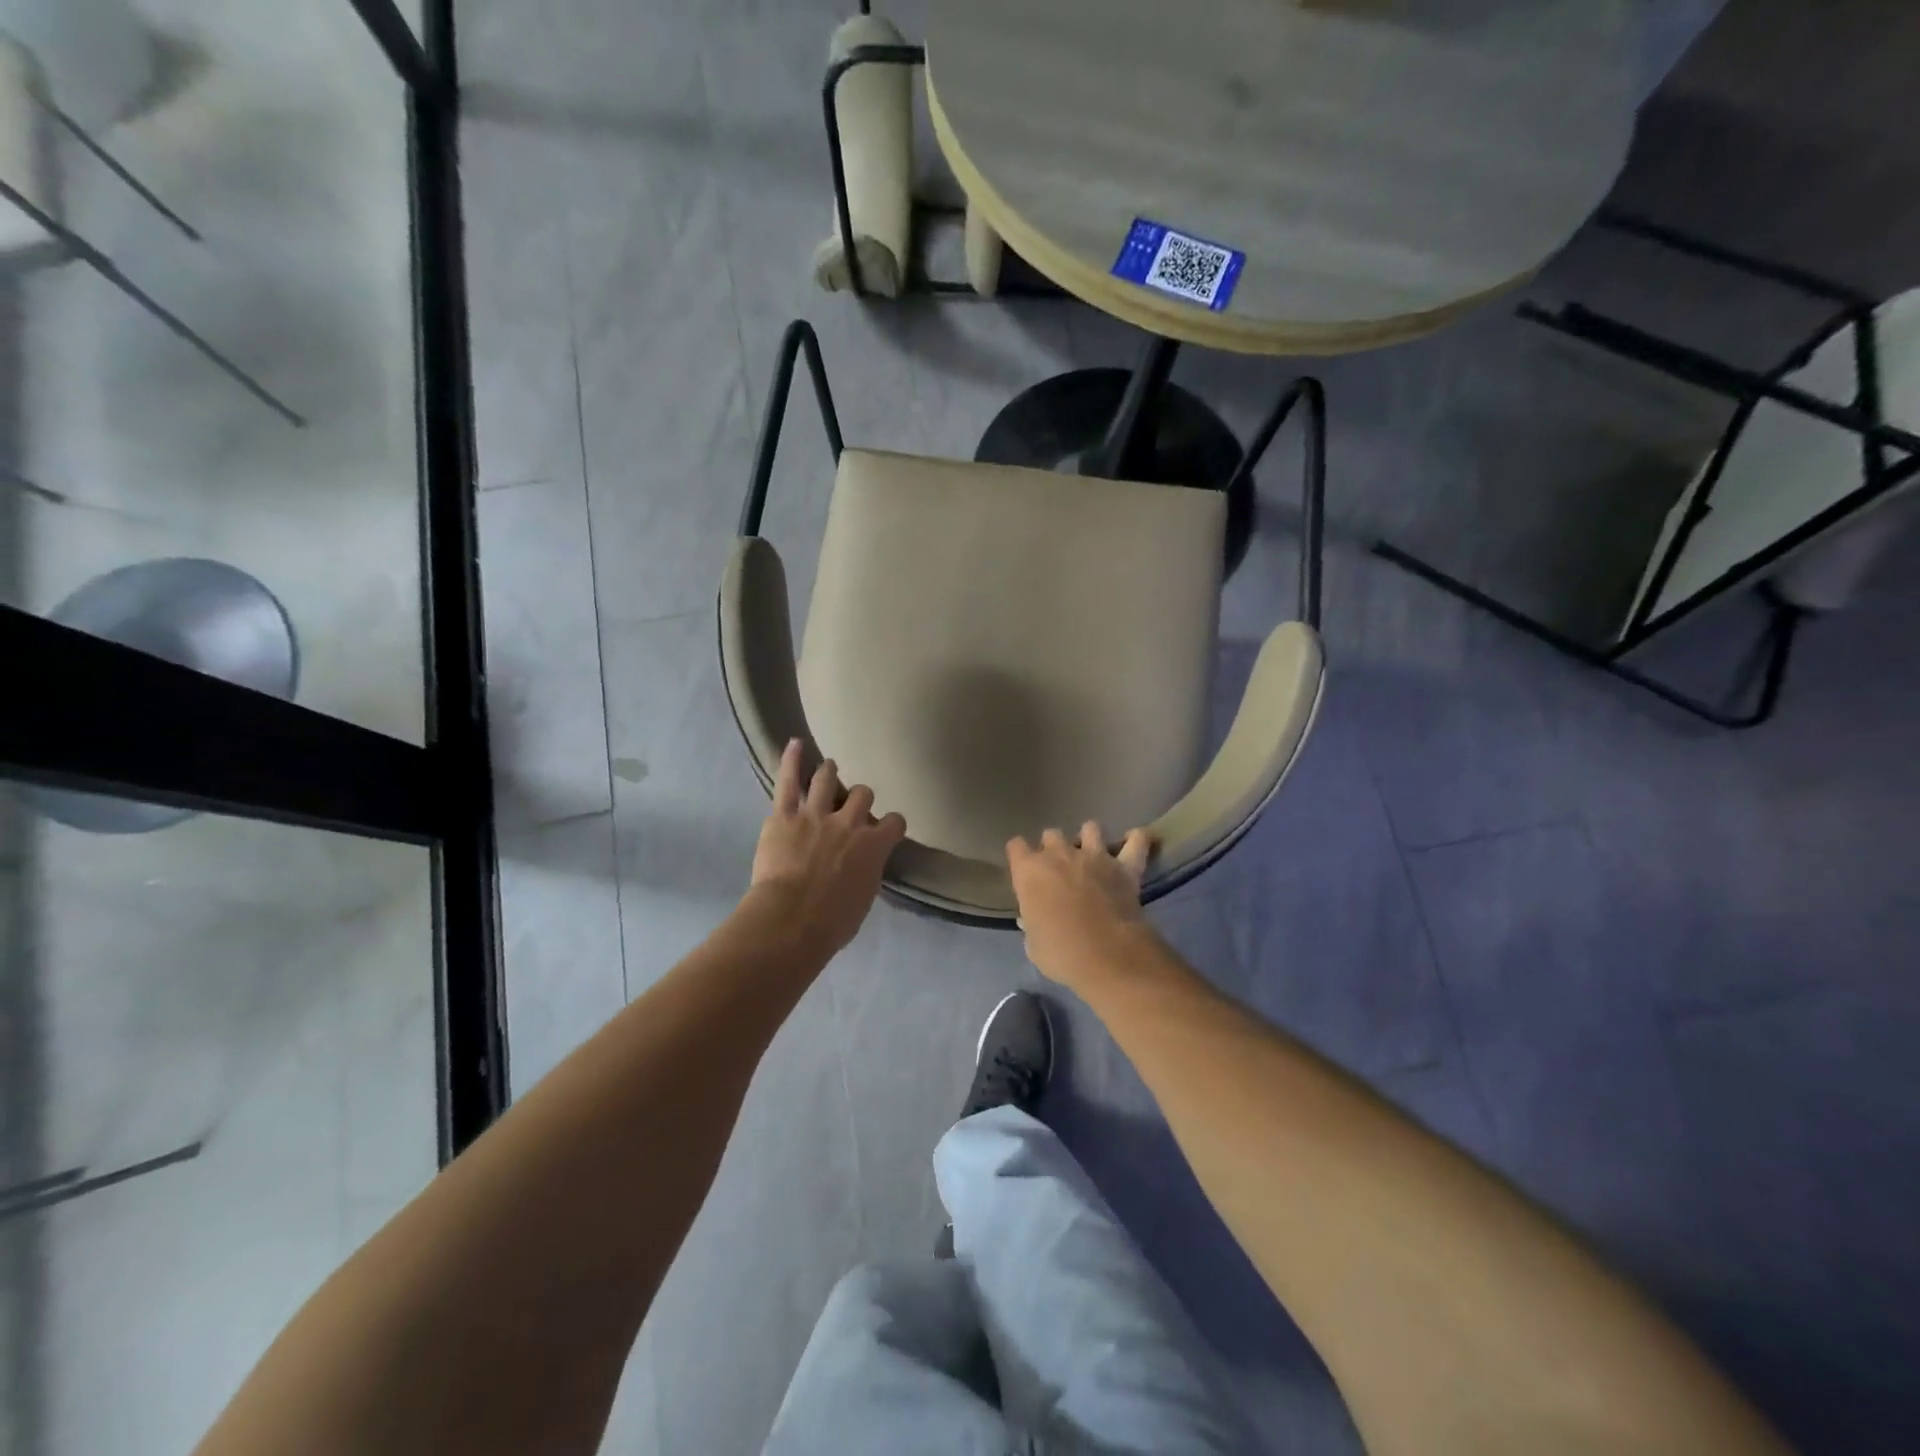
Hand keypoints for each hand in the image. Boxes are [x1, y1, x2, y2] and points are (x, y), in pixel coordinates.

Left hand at [747, 740, 906, 957]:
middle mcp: (849, 822)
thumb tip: (863, 866)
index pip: (895, 822)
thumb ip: (867, 873)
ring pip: (828, 778)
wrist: (791, 920)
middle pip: (864, 794)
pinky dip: (792, 760)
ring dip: (830, 773)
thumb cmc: (832, 922)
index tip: (886, 830)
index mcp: (874, 845)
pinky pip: (788, 781)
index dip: (891, 825)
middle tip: (852, 806)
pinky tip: (795, 744)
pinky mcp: (784, 815)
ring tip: (830, 770)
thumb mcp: (863, 899)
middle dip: (860, 798)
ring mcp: (816, 814)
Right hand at [1006, 822, 1155, 990]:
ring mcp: (1094, 856)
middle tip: (1059, 869)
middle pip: (1051, 834)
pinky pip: (1137, 841)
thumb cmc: (1060, 953)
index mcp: (1030, 871)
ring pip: (1090, 828)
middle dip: (1053, 847)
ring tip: (1093, 854)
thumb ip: (1031, 925)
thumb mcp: (1034, 945)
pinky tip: (1134, 842)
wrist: (1106, 955)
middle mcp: (1059, 855)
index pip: (1016, 846)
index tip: (1024, 869)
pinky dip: (1136, 840)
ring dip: (1090, 838)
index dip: (1020, 855)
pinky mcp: (1125, 866)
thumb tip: (1031, 920)